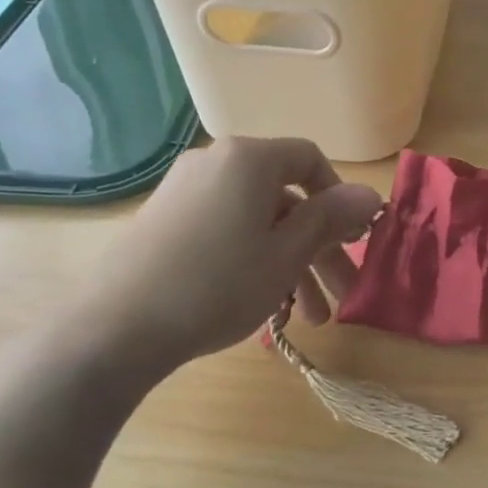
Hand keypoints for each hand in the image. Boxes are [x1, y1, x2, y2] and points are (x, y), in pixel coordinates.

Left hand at [68, 137, 381, 386]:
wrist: (115, 329)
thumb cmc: (217, 284)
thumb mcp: (286, 255)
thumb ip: (331, 220)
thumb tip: (372, 194)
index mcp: (249, 159)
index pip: (310, 160)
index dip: (340, 199)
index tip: (353, 240)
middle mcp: (217, 163)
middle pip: (286, 200)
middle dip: (320, 250)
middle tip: (342, 296)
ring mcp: (186, 192)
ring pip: (258, 223)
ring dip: (290, 265)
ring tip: (307, 319)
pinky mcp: (166, 222)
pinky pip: (227, 232)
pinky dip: (254, 261)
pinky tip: (264, 307)